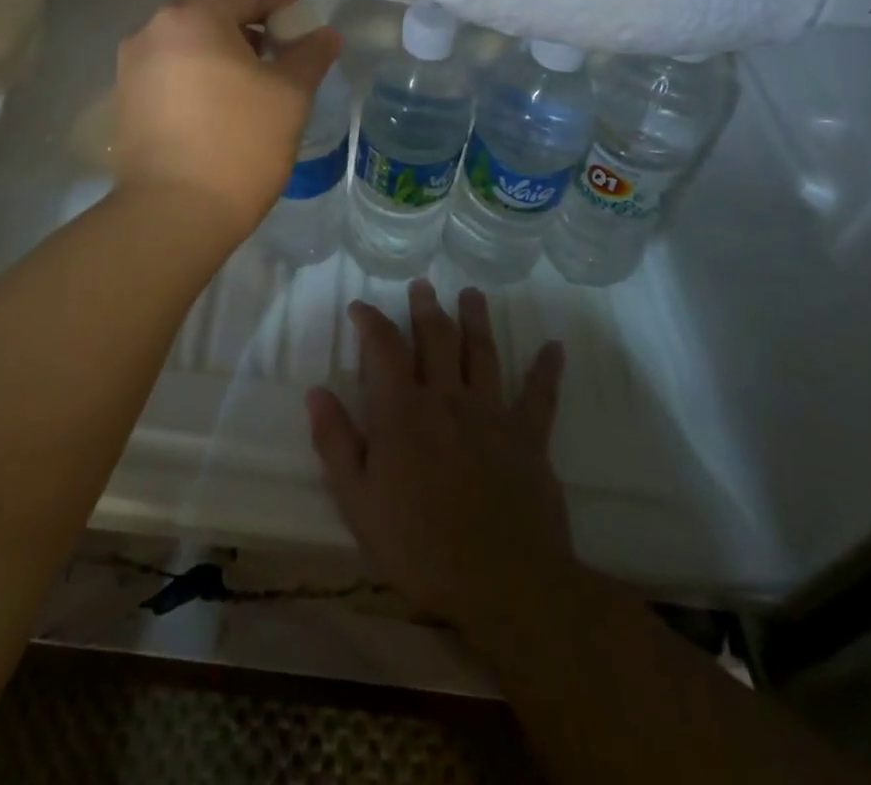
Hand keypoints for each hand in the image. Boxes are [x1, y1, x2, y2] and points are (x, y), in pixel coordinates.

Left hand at [114, 0, 341, 237]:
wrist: (171, 215)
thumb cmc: (238, 144)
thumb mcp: (289, 95)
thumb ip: (310, 55)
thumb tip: (325, 34)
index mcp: (191, 17)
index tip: (302, 0)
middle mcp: (152, 29)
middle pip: (211, 9)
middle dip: (251, 18)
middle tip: (285, 36)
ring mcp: (133, 64)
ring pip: (188, 39)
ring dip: (225, 44)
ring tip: (259, 68)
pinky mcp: (127, 97)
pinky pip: (172, 65)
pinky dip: (201, 67)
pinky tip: (224, 93)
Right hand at [307, 284, 572, 638]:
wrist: (504, 585)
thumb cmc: (419, 545)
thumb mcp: (358, 501)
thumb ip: (335, 442)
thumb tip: (316, 391)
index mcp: (403, 411)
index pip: (384, 348)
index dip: (370, 321)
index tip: (360, 307)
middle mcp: (447, 397)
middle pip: (437, 338)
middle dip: (426, 308)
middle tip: (422, 286)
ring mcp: (492, 413)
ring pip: (483, 352)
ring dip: (476, 319)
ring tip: (471, 294)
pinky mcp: (529, 437)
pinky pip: (540, 395)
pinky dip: (547, 369)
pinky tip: (555, 347)